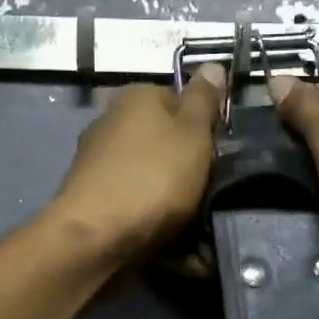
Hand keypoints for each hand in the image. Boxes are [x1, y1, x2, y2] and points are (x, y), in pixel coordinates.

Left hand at [46, 65, 226, 264]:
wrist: (94, 236)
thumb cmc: (152, 177)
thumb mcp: (192, 133)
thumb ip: (205, 101)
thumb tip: (212, 64)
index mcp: (137, 98)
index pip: (182, 101)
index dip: (208, 128)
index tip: (223, 155)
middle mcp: (114, 124)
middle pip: (169, 144)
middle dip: (194, 171)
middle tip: (217, 195)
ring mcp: (101, 164)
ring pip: (156, 181)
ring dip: (181, 206)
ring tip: (206, 235)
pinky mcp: (97, 201)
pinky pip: (140, 209)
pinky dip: (161, 227)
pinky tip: (185, 254)